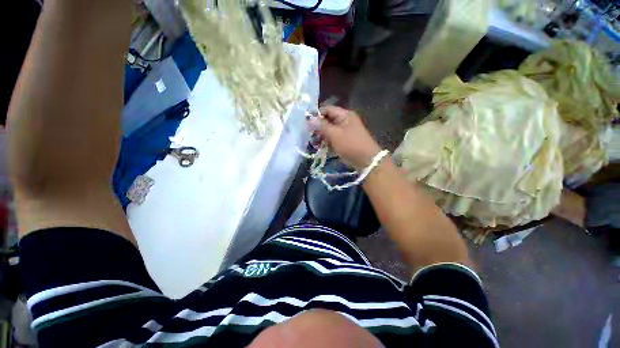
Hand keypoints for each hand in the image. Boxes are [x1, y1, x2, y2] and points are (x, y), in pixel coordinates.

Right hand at [311, 106, 381, 169]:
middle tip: (309, 134)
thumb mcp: (335, 134)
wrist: (366, 160)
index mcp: (344, 115)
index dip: (316, 115)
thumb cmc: (350, 144)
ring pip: (329, 130)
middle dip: (318, 127)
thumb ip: (321, 126)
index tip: (306, 123)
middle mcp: (345, 121)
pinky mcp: (344, 141)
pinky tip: (319, 147)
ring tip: (313, 142)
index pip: (327, 109)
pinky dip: (326, 142)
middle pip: (328, 120)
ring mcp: (345, 132)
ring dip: (321, 135)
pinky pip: (333, 138)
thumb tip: (309, 119)